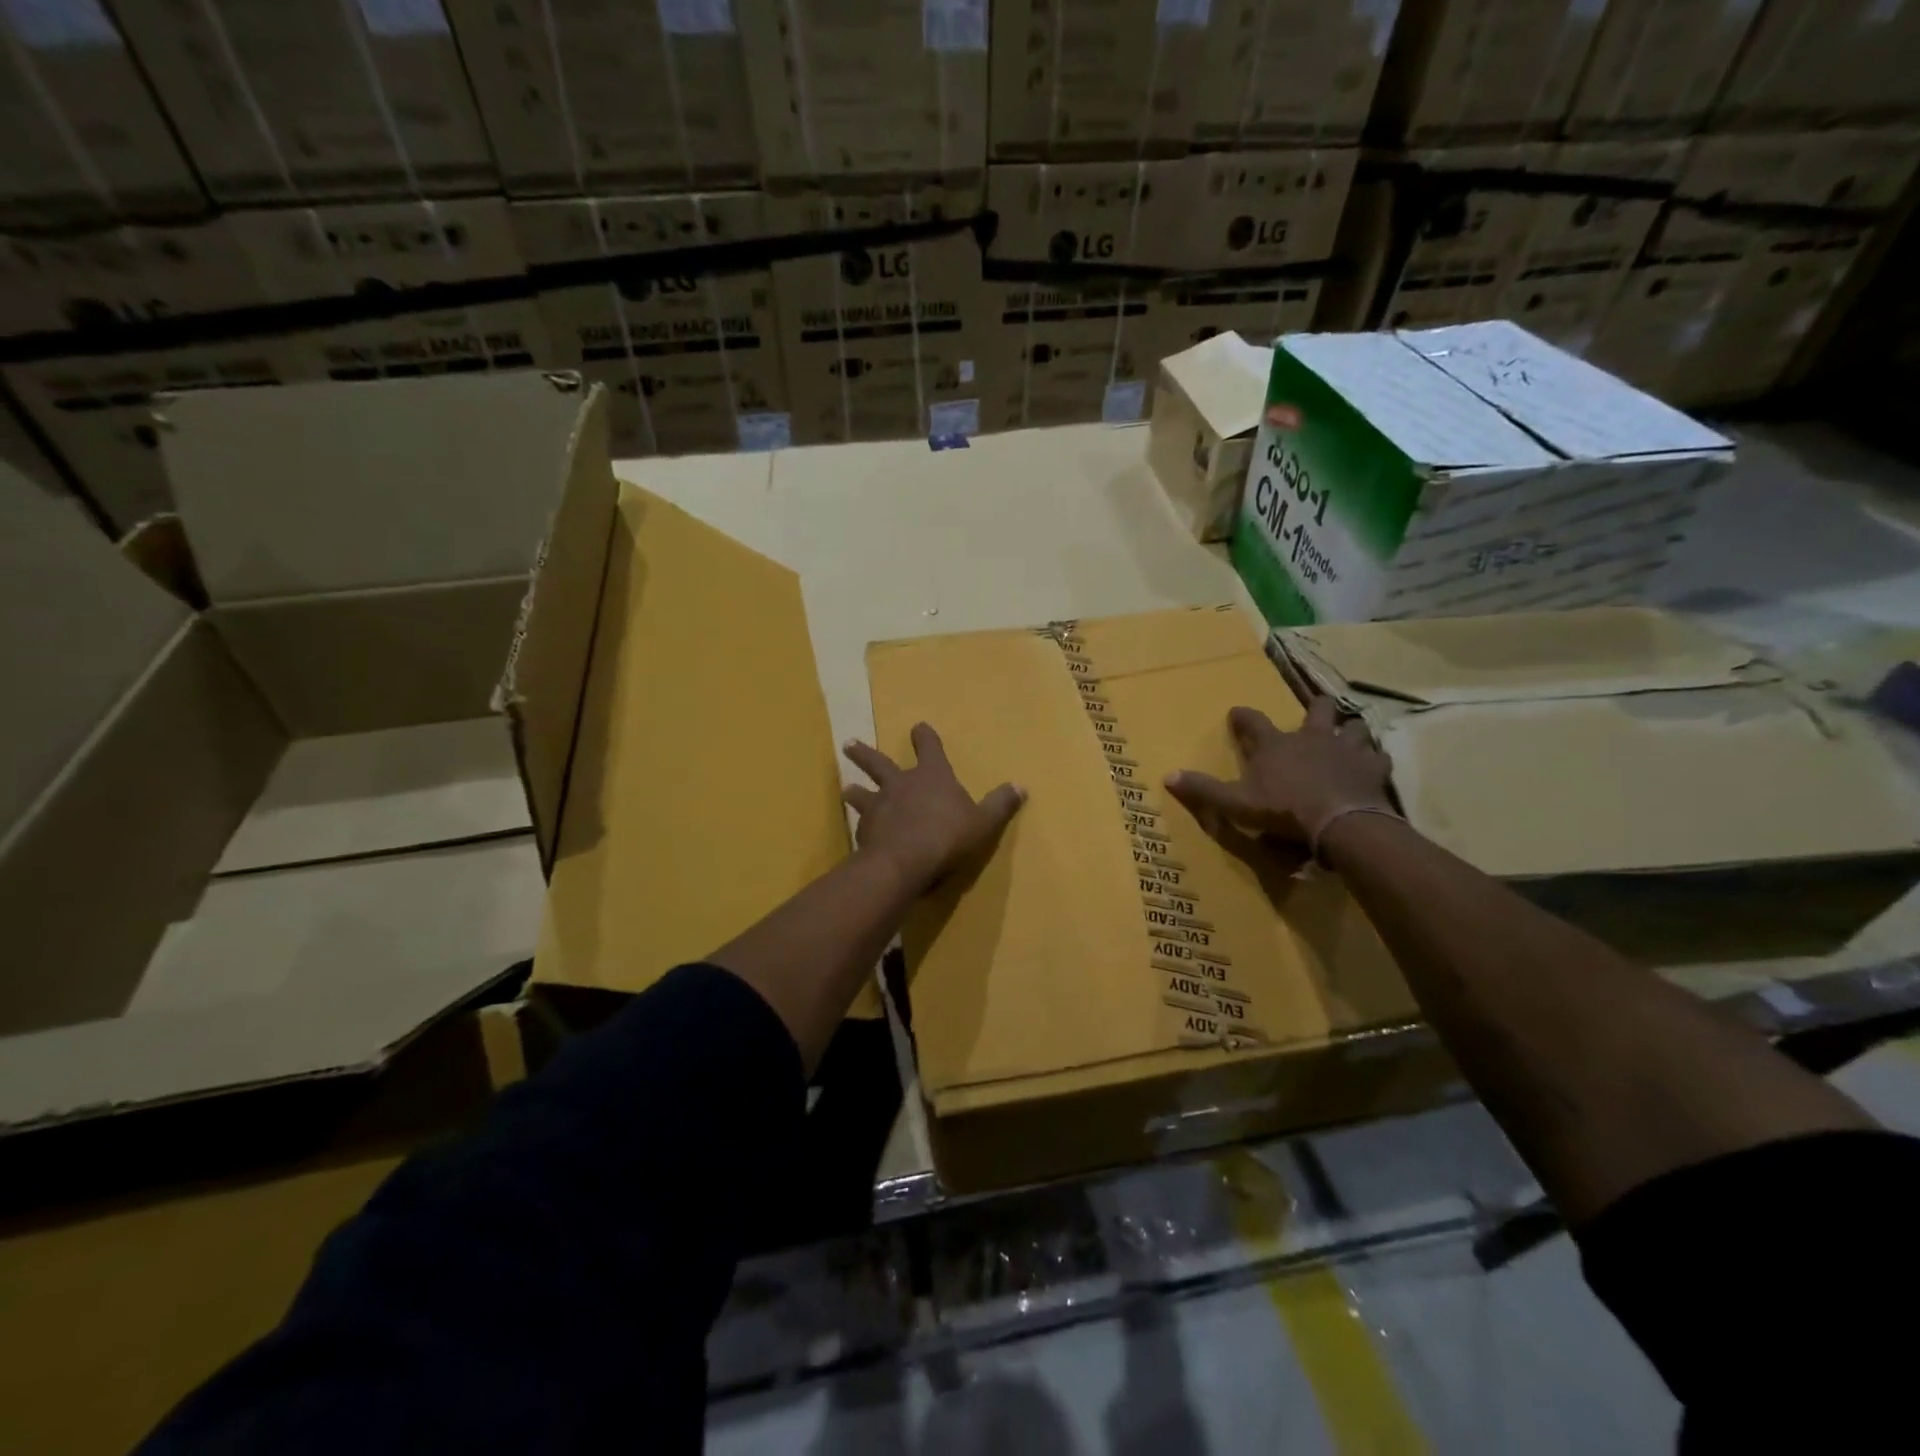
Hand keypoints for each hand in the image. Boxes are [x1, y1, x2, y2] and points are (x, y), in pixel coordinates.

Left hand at [842, 723, 1025, 894]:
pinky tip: (858, 832)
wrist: (904, 863)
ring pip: (862, 792)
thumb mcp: (983, 822)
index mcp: (932, 776)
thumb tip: (1021, 786)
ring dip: (855, 790)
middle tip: (848, 744)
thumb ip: (1000, 804)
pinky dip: (861, 826)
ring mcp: (879, 806)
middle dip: (865, 753)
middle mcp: (901, 784)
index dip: (924, 737)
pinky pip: (861, 824)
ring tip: (846, 789)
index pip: (928, 747)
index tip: (917, 727)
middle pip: (879, 763)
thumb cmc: (948, 836)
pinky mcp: (865, 830)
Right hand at [1165, 699, 1392, 849]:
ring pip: (1354, 727)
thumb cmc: (1283, 810)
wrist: (1339, 822)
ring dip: (1350, 729)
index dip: (1242, 716)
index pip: (1253, 721)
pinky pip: (1378, 757)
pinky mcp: (1372, 768)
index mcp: (1275, 744)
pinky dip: (1375, 759)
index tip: (1236, 713)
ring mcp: (1346, 749)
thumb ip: (1203, 789)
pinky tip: (1374, 764)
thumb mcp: (1235, 803)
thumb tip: (1167, 776)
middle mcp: (1312, 737)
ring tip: (1349, 734)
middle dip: (1315, 707)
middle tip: (1314, 709)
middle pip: (1317, 710)